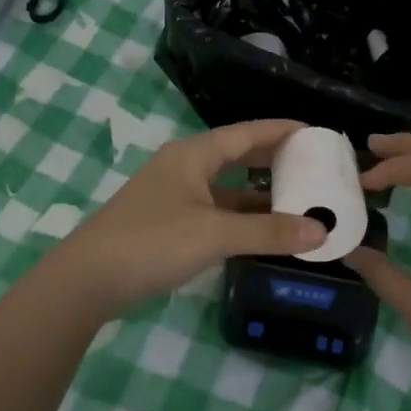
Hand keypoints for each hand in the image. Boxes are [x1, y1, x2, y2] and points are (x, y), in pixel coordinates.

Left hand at [47, 119, 326, 316]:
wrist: (89, 279)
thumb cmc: (153, 242)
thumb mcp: (215, 234)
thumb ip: (269, 232)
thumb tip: (321, 230)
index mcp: (193, 155)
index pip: (246, 132)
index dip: (282, 130)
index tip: (317, 132)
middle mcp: (184, 167)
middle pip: (237, 155)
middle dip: (274, 159)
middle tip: (315, 164)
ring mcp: (174, 196)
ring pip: (226, 187)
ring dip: (259, 193)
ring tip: (299, 198)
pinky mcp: (168, 223)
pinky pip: (215, 211)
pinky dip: (241, 217)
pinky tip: (263, 230)